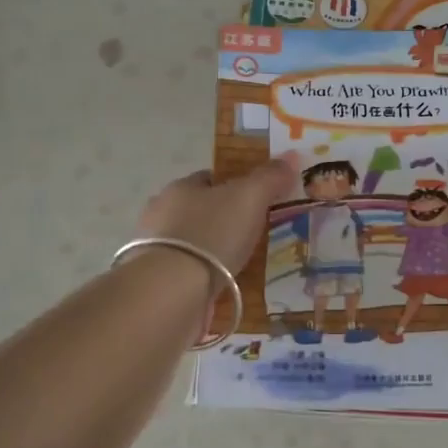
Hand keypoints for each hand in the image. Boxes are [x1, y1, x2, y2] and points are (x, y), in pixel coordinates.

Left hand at [136, 152, 300, 275]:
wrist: (172, 291)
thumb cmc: (211, 234)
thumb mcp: (249, 198)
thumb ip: (269, 177)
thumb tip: (292, 155)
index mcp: (180, 188)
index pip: (209, 179)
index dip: (234, 186)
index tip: (257, 201)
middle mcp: (162, 215)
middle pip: (199, 211)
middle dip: (223, 220)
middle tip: (255, 234)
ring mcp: (156, 251)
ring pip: (193, 243)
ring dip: (213, 251)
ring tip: (243, 264)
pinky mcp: (158, 284)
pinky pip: (188, 273)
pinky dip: (205, 277)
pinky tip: (224, 286)